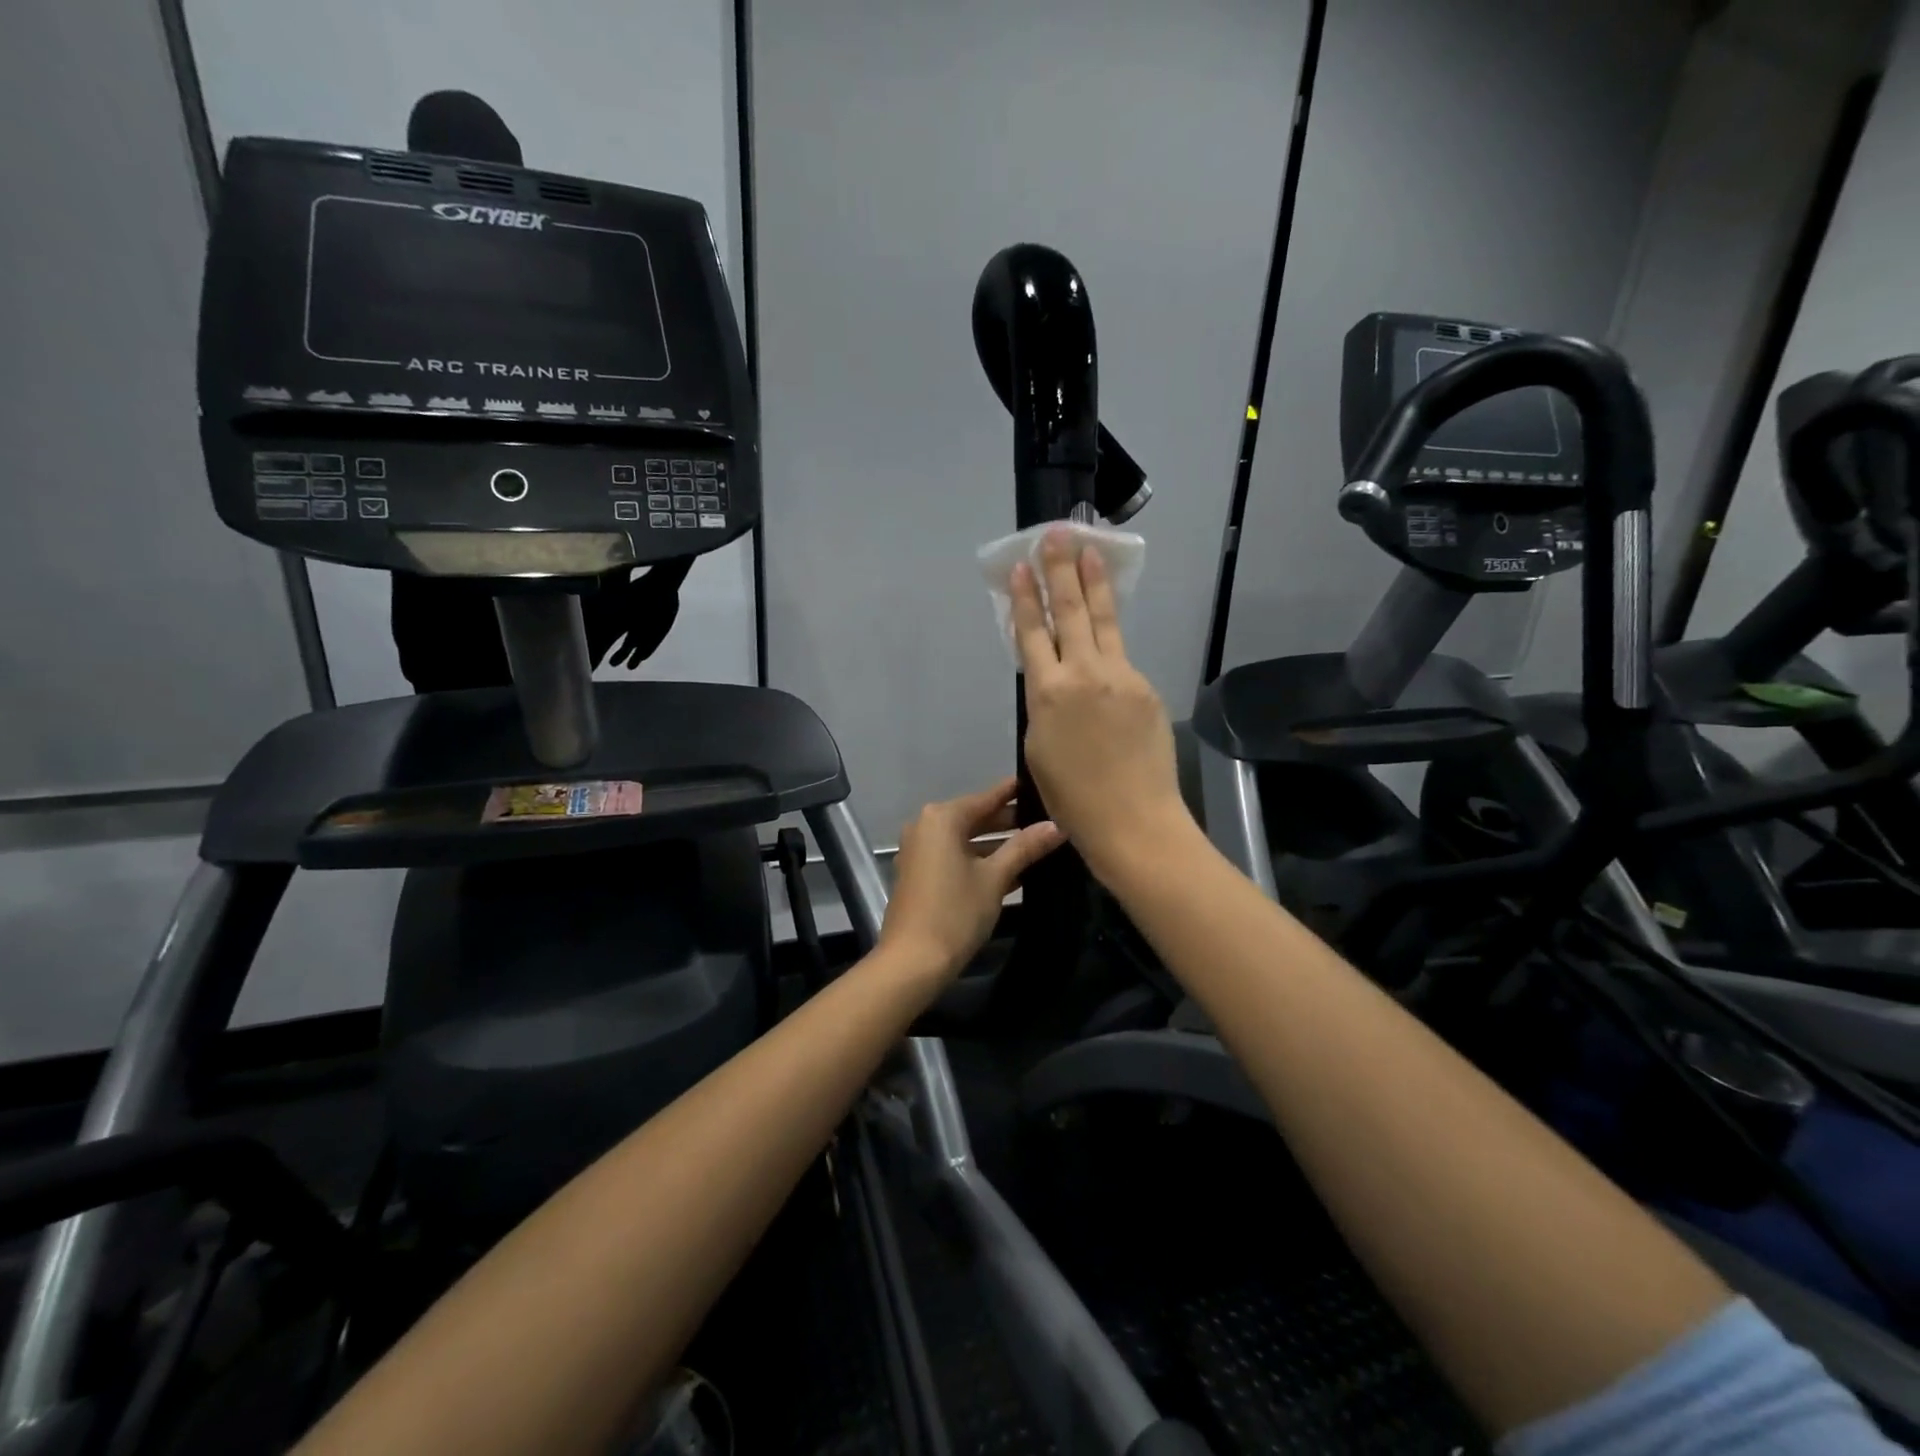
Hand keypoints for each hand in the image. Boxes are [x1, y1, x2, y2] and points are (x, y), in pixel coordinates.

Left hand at [879, 779, 1064, 977]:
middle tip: (1048, 820)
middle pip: (975, 817)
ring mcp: (920, 852)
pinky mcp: (920, 875)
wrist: (912, 962)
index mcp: (942, 819)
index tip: (1042, 786)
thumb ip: (1025, 848)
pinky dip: (980, 861)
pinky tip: (1014, 872)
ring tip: (1039, 846)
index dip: (1015, 793)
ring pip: (967, 840)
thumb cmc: (955, 912)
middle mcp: (926, 827)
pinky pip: (956, 857)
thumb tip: (1056, 826)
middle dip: (1010, 822)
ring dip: (998, 845)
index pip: (987, 797)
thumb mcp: (995, 878)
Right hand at [1011, 530, 1190, 883]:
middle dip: (1059, 570)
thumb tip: (1052, 683)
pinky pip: (1122, 656)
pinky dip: (1110, 640)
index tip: (1019, 569)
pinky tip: (1106, 628)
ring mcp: (1120, 676)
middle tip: (1056, 534)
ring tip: (1088, 548)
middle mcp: (1082, 674)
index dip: (1024, 600)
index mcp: (1046, 693)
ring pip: (1102, 620)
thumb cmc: (1073, 798)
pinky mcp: (1146, 688)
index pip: (1032, 634)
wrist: (1133, 820)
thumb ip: (1044, 705)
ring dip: (1093, 582)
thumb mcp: (1039, 749)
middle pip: (1069, 612)